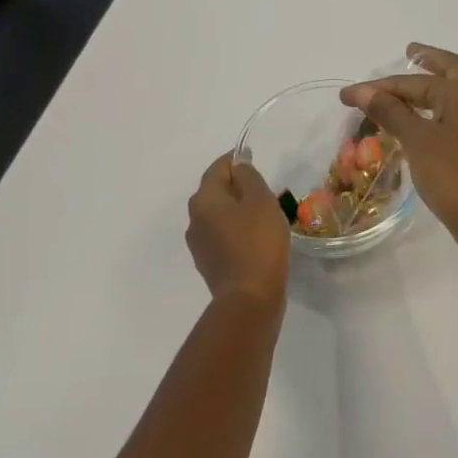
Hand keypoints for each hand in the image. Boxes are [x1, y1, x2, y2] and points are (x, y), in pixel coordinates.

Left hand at [186, 154, 289, 308]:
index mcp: (204, 199)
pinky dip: (236, 230)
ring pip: (218, 215)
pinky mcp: (208, 263)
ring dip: (236, 210)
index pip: (218, 168)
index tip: (253, 159)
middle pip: (215, 191)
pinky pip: (222, 236)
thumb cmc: (258, 243)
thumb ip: (248, 177)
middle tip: (263, 189)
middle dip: (236, 186)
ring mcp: (198, 244)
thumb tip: (238, 163)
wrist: (250, 298)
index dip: (236, 160)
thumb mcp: (260, 201)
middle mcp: (194, 218)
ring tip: (262, 215)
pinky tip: (254, 238)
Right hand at [341, 44, 457, 252]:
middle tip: (409, 52)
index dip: (380, 86)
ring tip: (409, 84)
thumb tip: (363, 91)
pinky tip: (422, 119)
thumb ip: (390, 112)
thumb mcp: (416, 140)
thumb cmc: (452, 175)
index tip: (349, 94)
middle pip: (453, 71)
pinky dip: (438, 108)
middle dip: (430, 60)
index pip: (416, 81)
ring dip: (434, 85)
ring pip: (456, 94)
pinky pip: (456, 114)